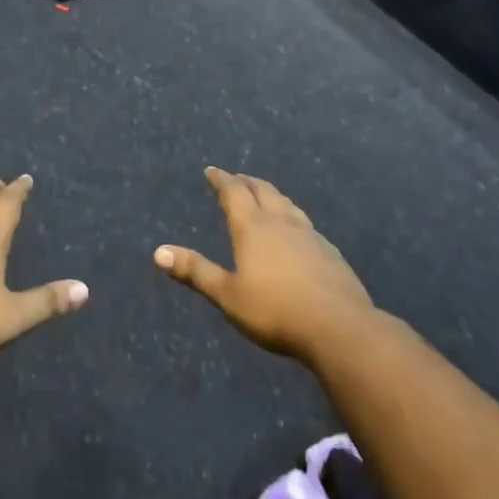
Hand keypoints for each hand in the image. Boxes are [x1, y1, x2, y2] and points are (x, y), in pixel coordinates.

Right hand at [154, 168, 374, 362]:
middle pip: (263, 190)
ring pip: (287, 204)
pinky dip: (291, 216)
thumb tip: (158, 252)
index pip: (234, 192)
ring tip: (264, 196)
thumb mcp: (228, 295)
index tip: (212, 170)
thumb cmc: (275, 311)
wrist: (340, 328)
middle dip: (246, 182)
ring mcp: (310, 235)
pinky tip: (296, 231)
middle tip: (236, 179)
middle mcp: (281, 222)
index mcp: (253, 227)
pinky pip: (305, 223)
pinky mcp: (329, 252)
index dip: (221, 180)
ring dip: (271, 195)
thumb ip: (196, 271)